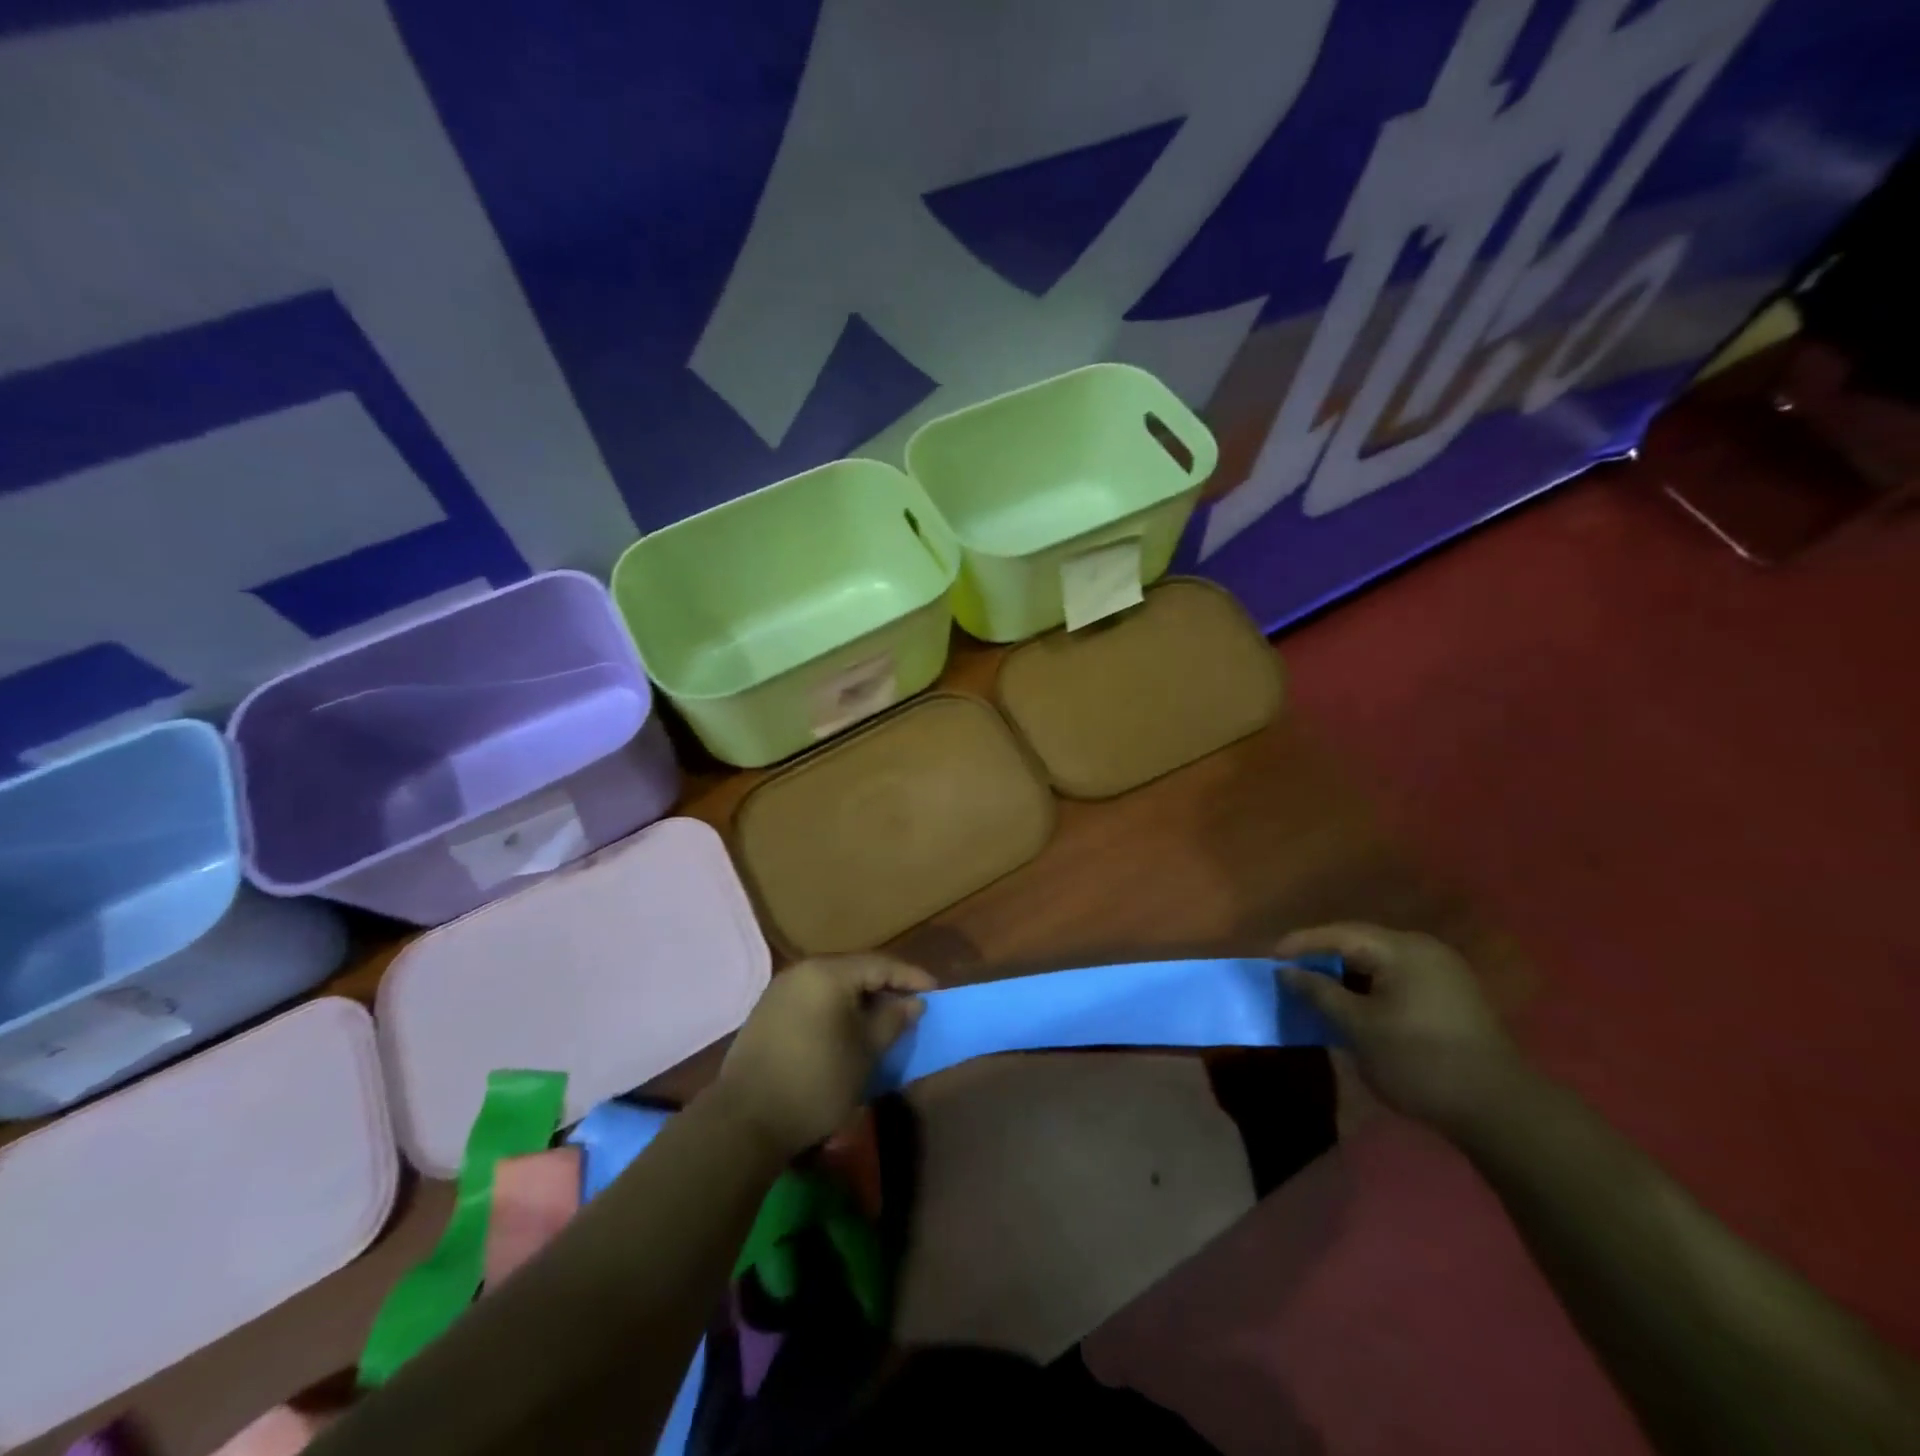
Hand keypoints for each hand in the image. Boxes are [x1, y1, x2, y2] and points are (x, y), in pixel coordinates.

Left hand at [715, 955, 934, 1156]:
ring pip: (833, 986)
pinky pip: (813, 1000)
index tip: (935, 990)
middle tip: (911, 1004)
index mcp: (827, 973)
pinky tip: (847, 1029)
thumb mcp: (864, 1052)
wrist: (745, 1121)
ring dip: (860, 1000)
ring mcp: (780, 992)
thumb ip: (892, 1020)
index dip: (910, 976)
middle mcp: (802, 972)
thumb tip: (912, 1002)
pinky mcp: (767, 1014)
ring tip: (883, 1018)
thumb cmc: (816, 1081)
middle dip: (885, 987)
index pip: (879, 964)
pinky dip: (836, 1009)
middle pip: (854, 971)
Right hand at [1276, 923, 1532, 1137]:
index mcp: (1402, 949)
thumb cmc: (1419, 1060)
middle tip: (1289, 974)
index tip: (1270, 957)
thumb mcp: (1358, 1027)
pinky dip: (1368, 989)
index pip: (1339, 934)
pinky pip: (1396, 980)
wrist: (1499, 1111)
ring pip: (1379, 964)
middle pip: (1360, 944)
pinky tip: (1353, 1008)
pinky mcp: (1452, 999)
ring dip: (1345, 976)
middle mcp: (1424, 951)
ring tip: (1316, 992)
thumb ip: (1319, 993)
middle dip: (1322, 959)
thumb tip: (1287, 972)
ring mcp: (1443, 975)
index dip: (1301, 943)